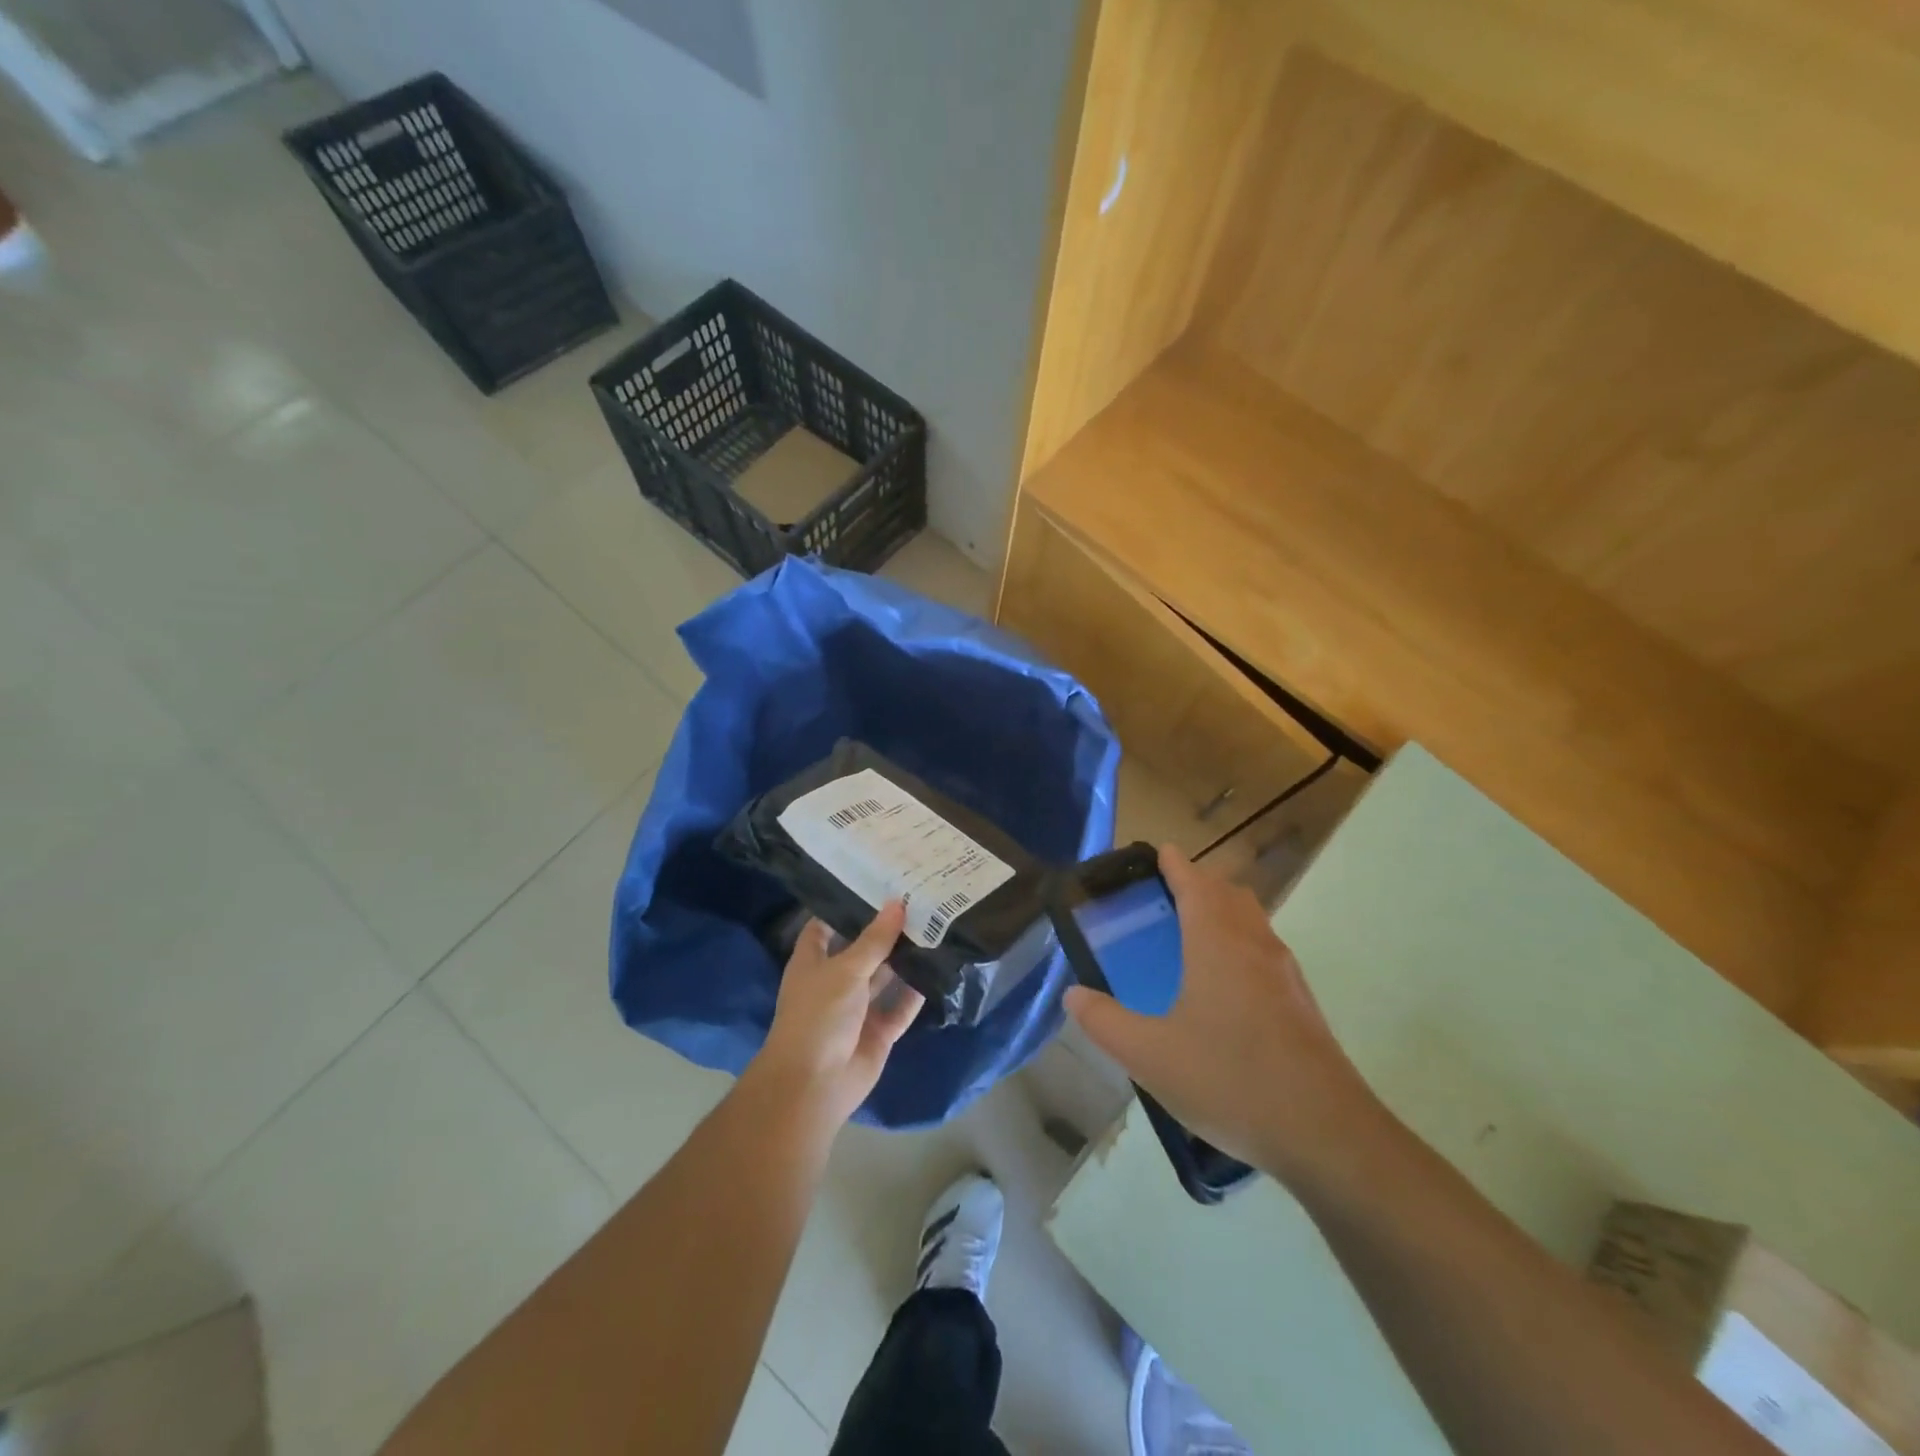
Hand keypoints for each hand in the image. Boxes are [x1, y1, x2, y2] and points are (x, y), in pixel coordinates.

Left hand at [752, 901, 924, 1128]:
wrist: (814, 1085)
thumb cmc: (818, 1016)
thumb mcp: (845, 970)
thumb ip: (874, 939)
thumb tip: (897, 903)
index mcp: (813, 962)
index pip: (825, 925)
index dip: (844, 906)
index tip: (873, 882)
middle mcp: (835, 981)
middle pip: (862, 950)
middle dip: (885, 930)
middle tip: (917, 899)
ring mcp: (857, 1009)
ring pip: (884, 977)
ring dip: (905, 958)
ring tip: (935, 926)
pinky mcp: (878, 1032)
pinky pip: (900, 1007)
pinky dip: (916, 992)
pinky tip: (939, 968)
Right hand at [1063, 845, 1380, 1182]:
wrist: (1326, 1134)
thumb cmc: (1230, 1080)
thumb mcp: (1150, 1056)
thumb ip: (1104, 1022)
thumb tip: (1073, 994)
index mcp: (1217, 943)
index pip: (1194, 882)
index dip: (1174, 864)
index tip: (1158, 851)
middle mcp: (1254, 944)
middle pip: (1227, 893)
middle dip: (1198, 883)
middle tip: (1164, 895)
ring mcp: (1285, 973)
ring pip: (1252, 920)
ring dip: (1223, 910)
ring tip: (1190, 933)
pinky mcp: (1301, 1002)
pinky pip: (1265, 949)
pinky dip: (1240, 941)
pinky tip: (1224, 985)